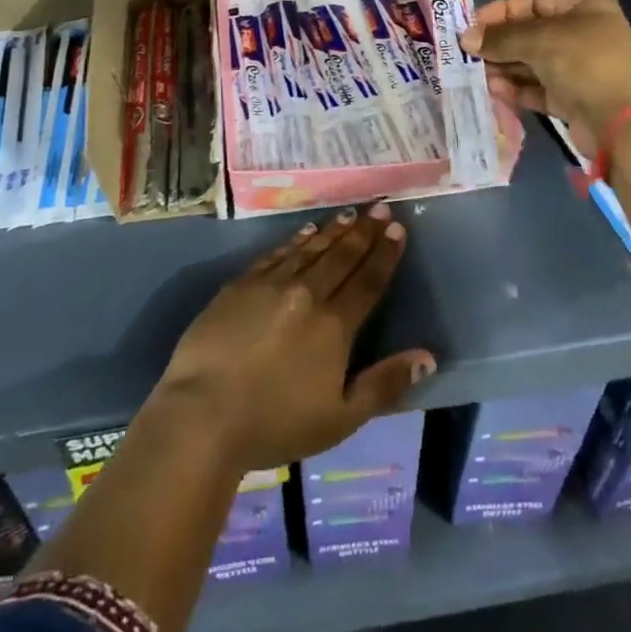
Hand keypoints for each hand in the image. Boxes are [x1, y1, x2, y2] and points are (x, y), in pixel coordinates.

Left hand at [154, 204, 434, 472]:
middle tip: (380, 207)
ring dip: (332, 231)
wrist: (203, 413)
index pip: (368, 281)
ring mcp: (270, 285)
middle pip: (342, 256)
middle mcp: (307, 294)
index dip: (385, 254)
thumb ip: (385, 384)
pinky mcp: (240, 285)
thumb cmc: (276, 424)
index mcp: (334, 326)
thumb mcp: (341, 418)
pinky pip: (276, 254)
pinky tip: (304, 232)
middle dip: (364, 231)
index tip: (397, 229)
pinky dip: (295, 241)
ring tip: (349, 214)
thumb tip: (427, 356)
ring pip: (310, 249)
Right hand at [459, 0, 630, 158]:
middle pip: (530, 33)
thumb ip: (500, 38)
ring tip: (478, 75)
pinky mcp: (573, 98)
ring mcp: (579, 68)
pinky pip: (537, 87)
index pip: (533, 1)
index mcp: (584, 8)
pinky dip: (517, 89)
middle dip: (499, 43)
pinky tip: (496, 91)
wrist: (622, 123)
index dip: (500, 11)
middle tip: (468, 54)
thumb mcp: (539, 41)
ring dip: (504, 68)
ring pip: (531, 62)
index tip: (471, 26)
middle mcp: (582, 34)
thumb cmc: (583, 64)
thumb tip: (466, 38)